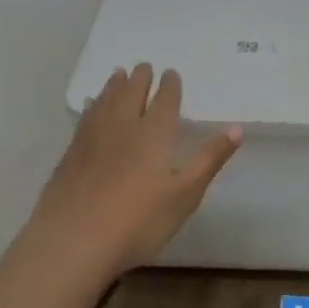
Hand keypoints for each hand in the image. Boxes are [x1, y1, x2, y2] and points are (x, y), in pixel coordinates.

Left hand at [24, 63, 241, 279]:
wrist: (73, 241)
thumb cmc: (138, 221)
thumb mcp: (185, 194)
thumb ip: (209, 159)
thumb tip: (237, 128)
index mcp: (154, 133)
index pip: (164, 100)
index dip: (169, 85)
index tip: (171, 72)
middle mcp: (123, 126)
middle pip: (132, 93)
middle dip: (140, 78)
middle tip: (144, 66)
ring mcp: (93, 138)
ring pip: (106, 100)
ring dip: (115, 85)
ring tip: (119, 74)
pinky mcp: (71, 154)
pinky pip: (86, 117)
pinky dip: (93, 105)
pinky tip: (91, 106)